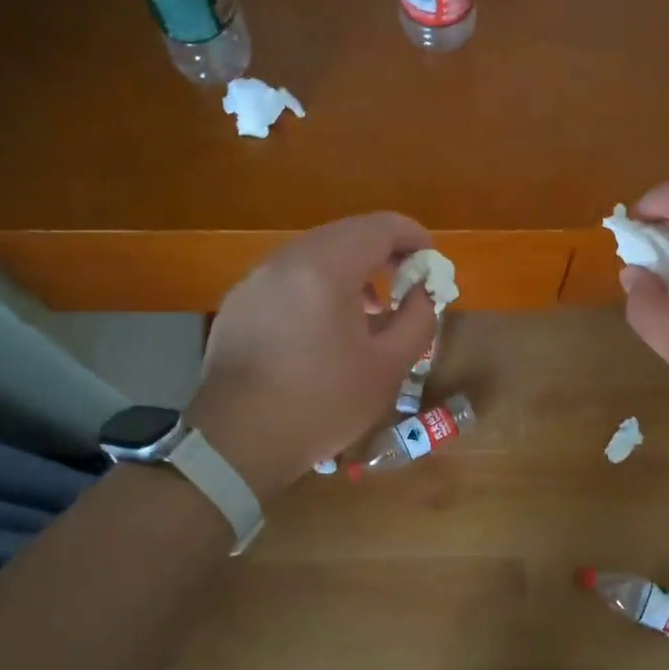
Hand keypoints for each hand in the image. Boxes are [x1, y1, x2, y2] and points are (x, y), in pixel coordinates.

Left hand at [184, 213, 437, 498]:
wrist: (237, 442)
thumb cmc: (321, 404)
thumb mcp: (388, 367)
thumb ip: (418, 320)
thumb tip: (423, 293)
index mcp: (325, 268)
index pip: (379, 227)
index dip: (413, 236)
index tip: (432, 261)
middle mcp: (285, 261)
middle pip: (345, 234)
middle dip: (383, 253)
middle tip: (407, 284)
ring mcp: (255, 280)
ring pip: (314, 254)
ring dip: (350, 270)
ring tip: (370, 312)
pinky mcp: (238, 303)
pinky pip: (288, 277)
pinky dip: (318, 286)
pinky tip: (324, 328)